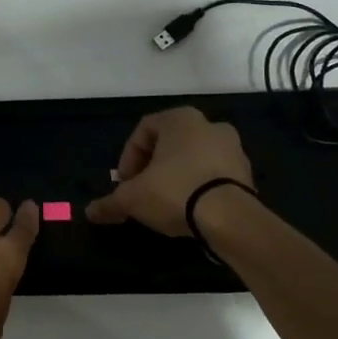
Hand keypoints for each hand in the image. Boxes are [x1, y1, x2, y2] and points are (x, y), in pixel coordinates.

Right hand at [85, 107, 253, 236]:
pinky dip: (198, 189)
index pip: (143, 130)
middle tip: (142, 191)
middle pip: (170, 145)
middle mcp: (210, 126)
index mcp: (181, 119)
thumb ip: (110, 203)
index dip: (128, 158)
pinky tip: (189, 210)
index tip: (124, 184)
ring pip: (193, 160)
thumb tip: (90, 212)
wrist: (231, 219)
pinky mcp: (247, 175)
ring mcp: (234, 149)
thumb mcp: (133, 198)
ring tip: (165, 204)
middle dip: (152, 168)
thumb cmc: (175, 191)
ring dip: (176, 177)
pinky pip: (214, 177)